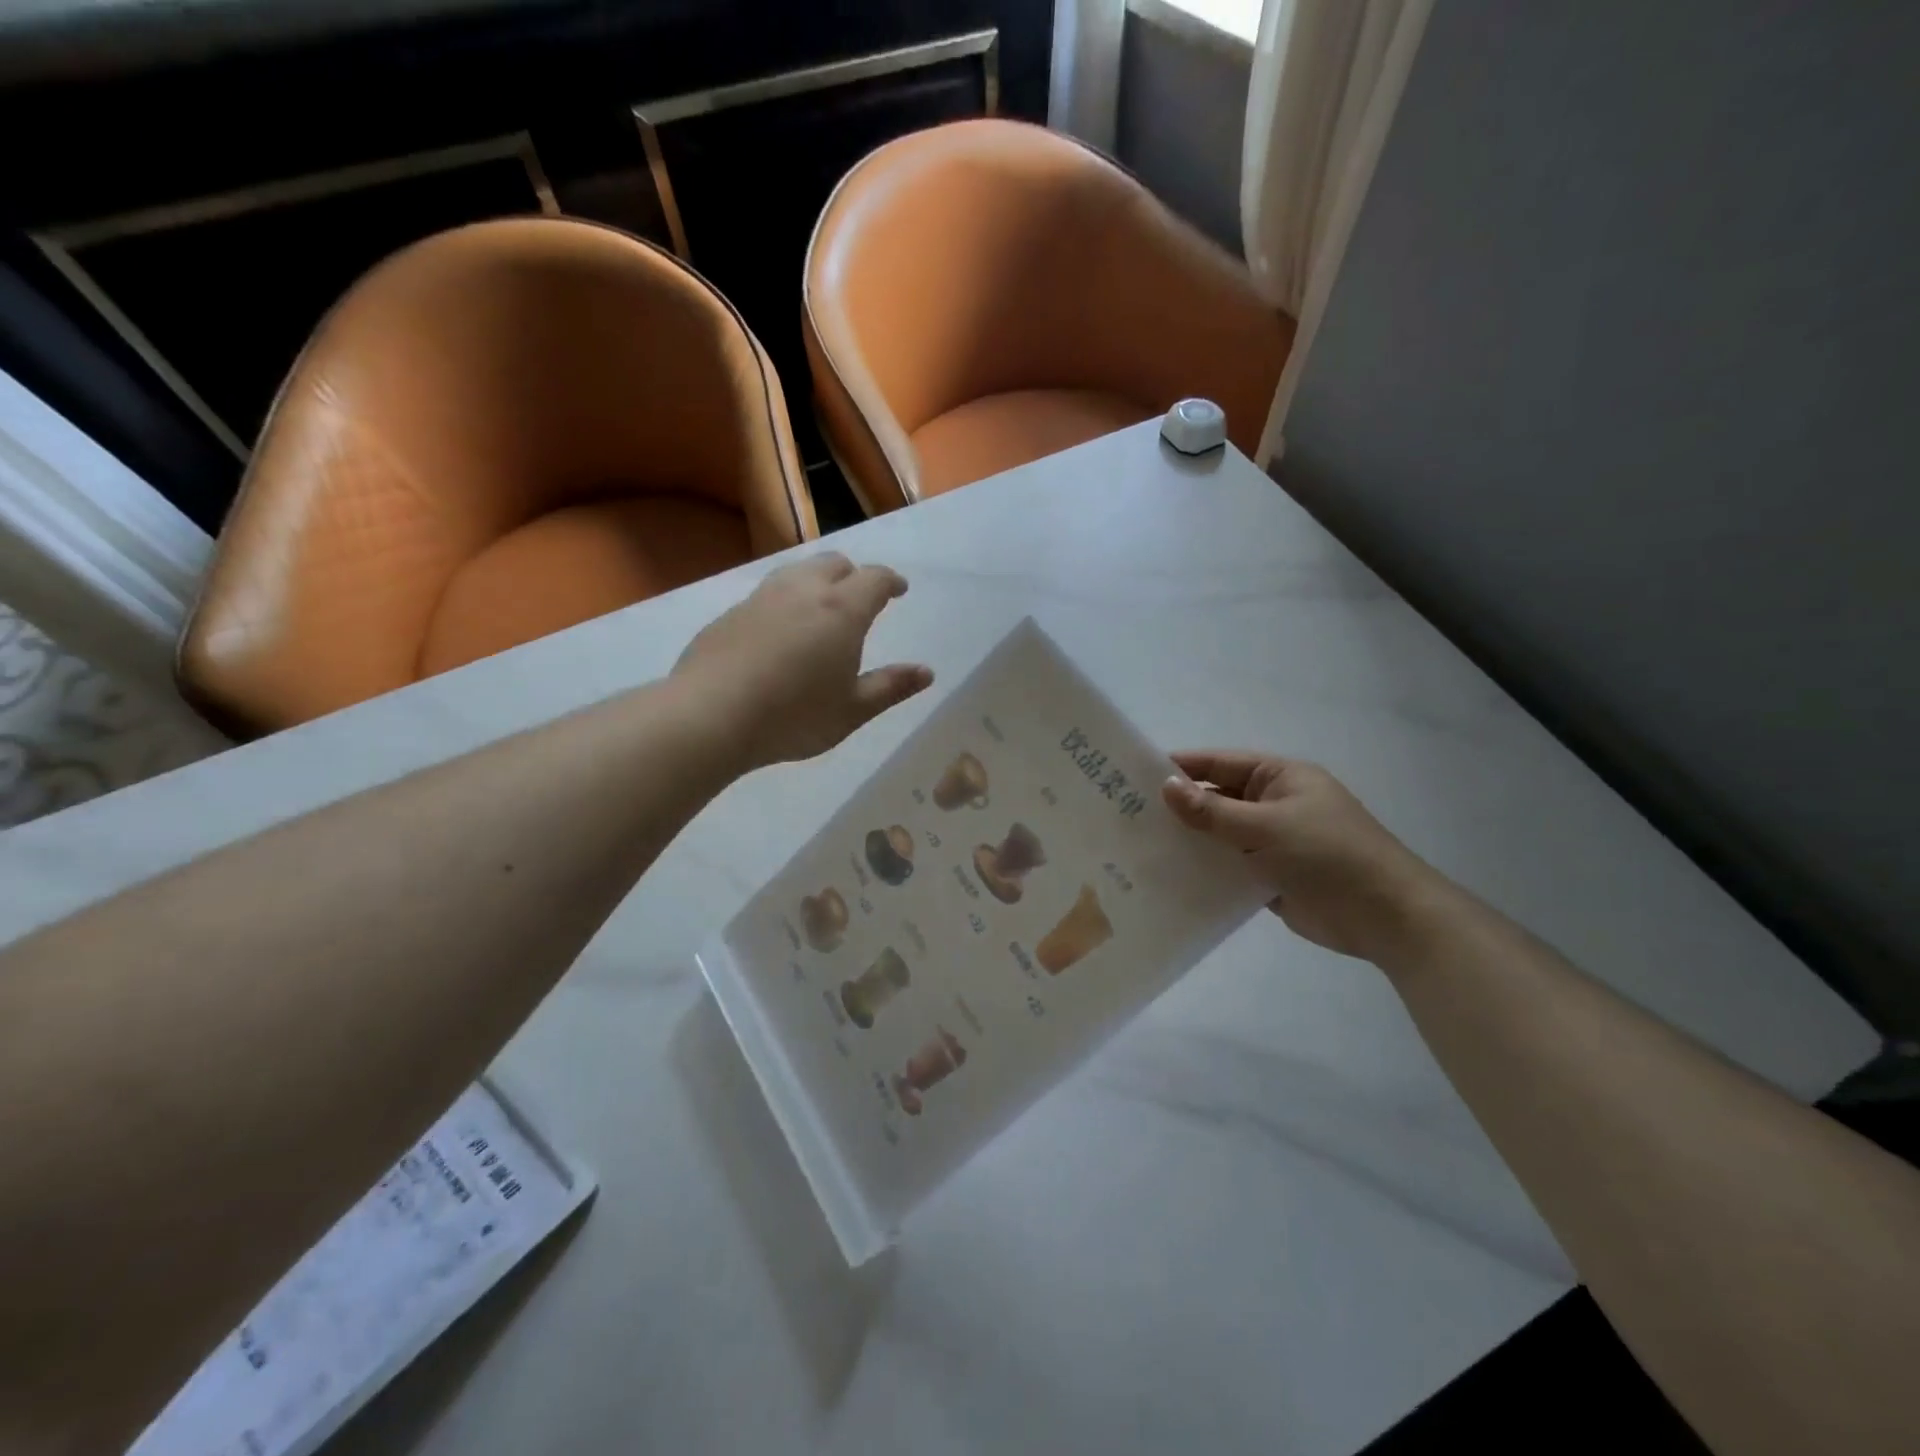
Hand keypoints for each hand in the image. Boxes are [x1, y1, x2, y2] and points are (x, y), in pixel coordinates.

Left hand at [673, 553, 932, 769]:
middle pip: (834, 563)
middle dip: (854, 575)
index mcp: (842, 610)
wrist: (710, 716)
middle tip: (861, 599)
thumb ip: (891, 687)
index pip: (875, 579)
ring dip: (817, 581)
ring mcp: (762, 598)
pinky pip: (768, 594)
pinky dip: (786, 601)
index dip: (891, 582)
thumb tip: (926, 672)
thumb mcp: (852, 711)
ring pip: (797, 572)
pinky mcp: (730, 613)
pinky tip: (780, 632)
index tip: (899, 591)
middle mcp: (803, 591)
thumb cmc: (794, 716)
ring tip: (821, 609)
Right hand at [1162, 752, 1447, 961]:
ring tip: (1139, 846)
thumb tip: (1166, 787)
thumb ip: (1213, 811)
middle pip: (1217, 799)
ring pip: (1219, 835)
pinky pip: (1228, 866)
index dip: (1182, 767)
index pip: (1220, 764)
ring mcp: (1271, 842)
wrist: (1385, 916)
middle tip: (1127, 814)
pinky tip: (1168, 876)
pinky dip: (1204, 869)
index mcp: (1279, 778)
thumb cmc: (1328, 855)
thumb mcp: (1266, 827)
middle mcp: (1272, 804)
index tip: (1135, 774)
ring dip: (1189, 840)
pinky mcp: (1269, 876)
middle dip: (1179, 807)